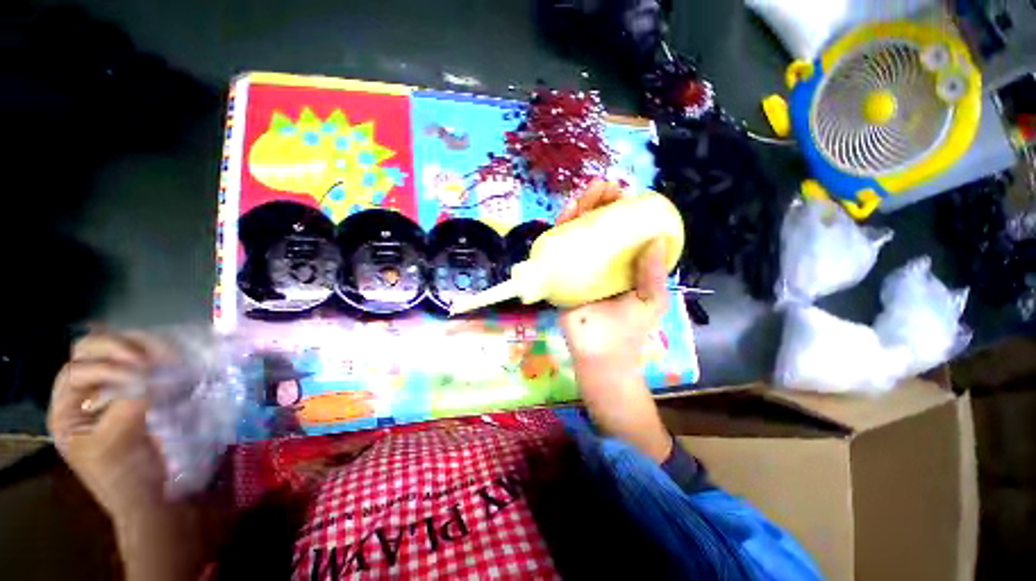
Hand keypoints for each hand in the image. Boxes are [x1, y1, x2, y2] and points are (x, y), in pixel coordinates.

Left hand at [48, 332, 167, 517]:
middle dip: (120, 348)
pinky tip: (172, 362)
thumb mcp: (118, 441)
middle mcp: (83, 398)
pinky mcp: (139, 396)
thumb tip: (154, 372)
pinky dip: (156, 359)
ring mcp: (112, 395)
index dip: (107, 366)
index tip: (142, 371)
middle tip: (149, 357)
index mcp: (67, 412)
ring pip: (117, 355)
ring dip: (140, 349)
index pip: (77, 371)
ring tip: (167, 355)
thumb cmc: (127, 476)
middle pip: (90, 354)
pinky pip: (141, 367)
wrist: (152, 498)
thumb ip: (128, 402)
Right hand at [557, 181, 672, 461]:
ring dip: (578, 210)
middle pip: (596, 226)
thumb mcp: (650, 300)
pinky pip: (557, 250)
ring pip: (575, 233)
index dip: (621, 209)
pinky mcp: (559, 276)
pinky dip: (559, 231)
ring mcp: (577, 267)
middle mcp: (598, 261)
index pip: (620, 230)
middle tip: (602, 187)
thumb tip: (657, 239)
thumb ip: (653, 273)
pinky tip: (564, 215)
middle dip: (598, 202)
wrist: (601, 354)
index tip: (624, 193)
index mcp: (621, 264)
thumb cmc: (629, 329)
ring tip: (584, 194)